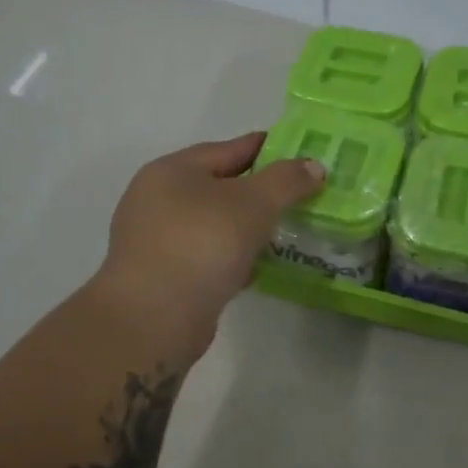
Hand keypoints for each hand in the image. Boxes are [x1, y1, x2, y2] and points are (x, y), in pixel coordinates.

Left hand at [92, 132, 324, 352]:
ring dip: (247, 227)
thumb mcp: (253, 203)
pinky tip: (259, 267)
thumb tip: (313, 166)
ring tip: (286, 230)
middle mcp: (157, 200)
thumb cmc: (201, 244)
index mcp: (171, 171)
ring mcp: (158, 241)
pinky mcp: (165, 277)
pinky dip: (234, 257)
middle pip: (219, 187)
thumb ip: (286, 181)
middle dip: (259, 191)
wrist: (154, 318)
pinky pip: (208, 257)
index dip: (266, 149)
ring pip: (214, 225)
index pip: (227, 149)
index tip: (301, 154)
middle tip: (300, 195)